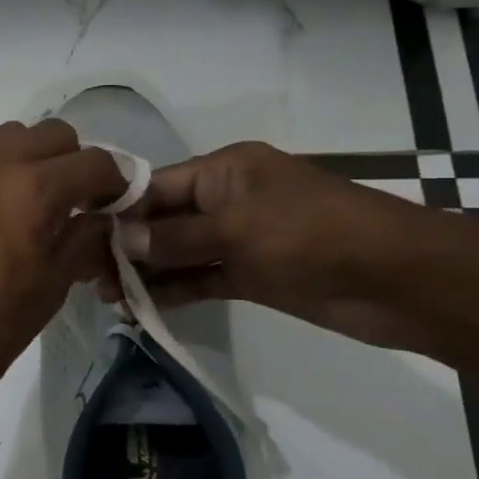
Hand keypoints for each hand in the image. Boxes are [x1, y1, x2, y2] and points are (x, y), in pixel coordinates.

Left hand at [0, 119, 126, 425]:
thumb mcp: (54, 284)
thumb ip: (84, 237)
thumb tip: (98, 216)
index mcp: (34, 190)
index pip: (95, 161)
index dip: (113, 182)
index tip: (110, 204)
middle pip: (52, 134)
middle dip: (70, 162)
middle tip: (69, 200)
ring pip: (7, 136)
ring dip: (27, 158)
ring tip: (24, 199)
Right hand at [104, 141, 434, 351]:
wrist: (398, 280)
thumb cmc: (313, 235)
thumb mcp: (238, 228)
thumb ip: (176, 238)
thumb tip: (122, 243)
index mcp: (224, 171)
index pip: (155, 186)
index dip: (119, 209)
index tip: (79, 234)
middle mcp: (225, 200)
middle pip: (162, 220)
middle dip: (126, 245)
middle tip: (87, 275)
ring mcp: (238, 239)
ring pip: (177, 253)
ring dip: (145, 272)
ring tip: (106, 297)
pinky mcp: (251, 275)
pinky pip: (200, 278)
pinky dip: (173, 291)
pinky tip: (140, 307)